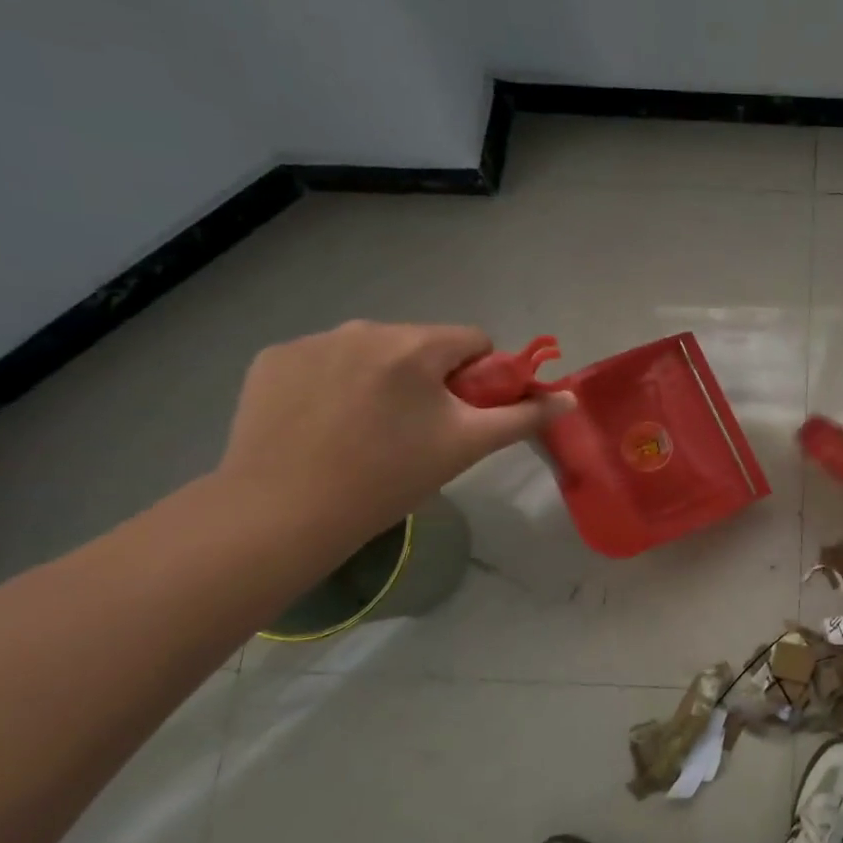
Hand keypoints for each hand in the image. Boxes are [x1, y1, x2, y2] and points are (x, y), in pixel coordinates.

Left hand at [216, 321, 570, 543]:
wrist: (282, 514)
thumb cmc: (388, 478)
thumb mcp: (466, 447)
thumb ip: (523, 416)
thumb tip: (570, 398)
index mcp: (415, 345)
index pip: (472, 341)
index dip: (479, 377)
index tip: (462, 415)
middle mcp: (363, 328)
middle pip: (421, 345)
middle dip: (428, 378)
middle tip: (416, 431)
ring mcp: (312, 341)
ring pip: (372, 352)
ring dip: (381, 378)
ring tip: (365, 431)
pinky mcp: (272, 359)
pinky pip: (324, 360)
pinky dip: (332, 383)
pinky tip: (322, 424)